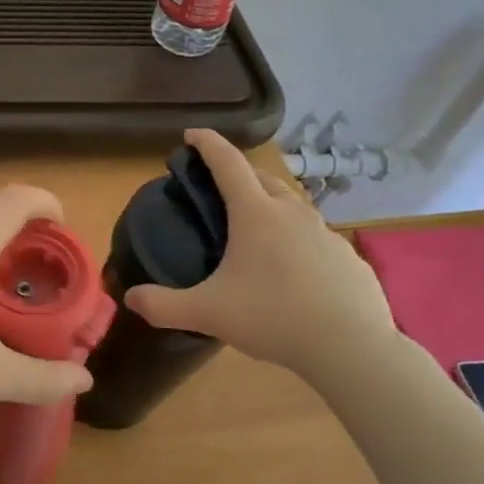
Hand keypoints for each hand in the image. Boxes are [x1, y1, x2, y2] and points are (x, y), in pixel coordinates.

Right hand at [124, 130, 399, 381]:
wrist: (353, 348)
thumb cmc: (273, 317)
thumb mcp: (207, 313)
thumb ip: (163, 304)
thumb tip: (130, 298)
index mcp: (255, 214)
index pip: (227, 163)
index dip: (207, 143)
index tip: (192, 134)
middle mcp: (292, 213)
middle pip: (262, 179)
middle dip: (239, 175)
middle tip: (219, 190)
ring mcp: (326, 234)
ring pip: (293, 208)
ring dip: (271, 207)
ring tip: (255, 233)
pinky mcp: (349, 259)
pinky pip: (316, 240)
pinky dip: (298, 242)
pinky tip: (293, 272)